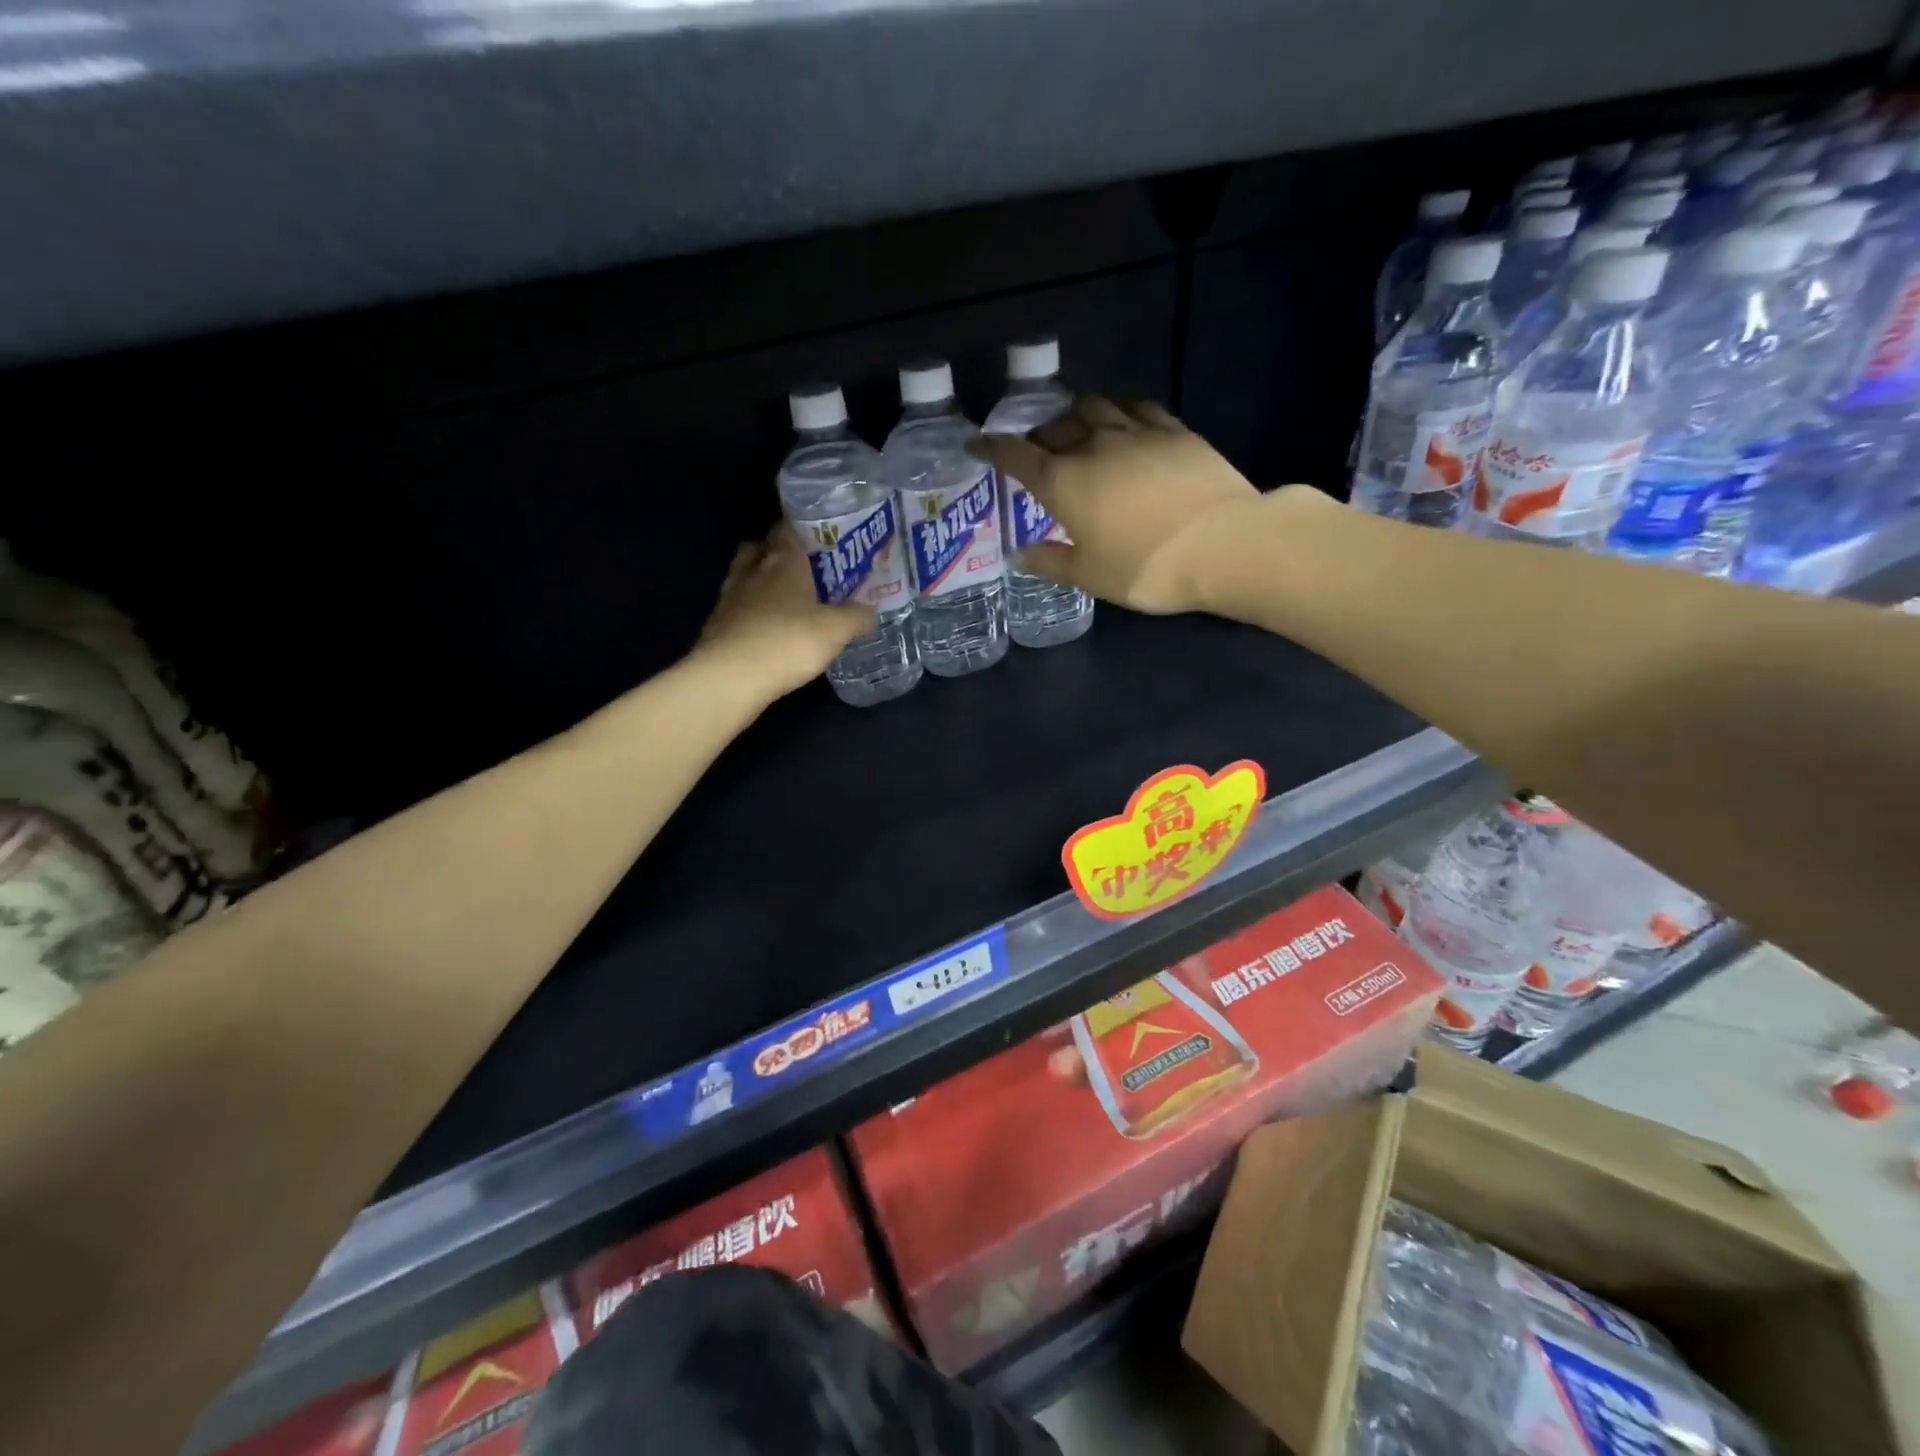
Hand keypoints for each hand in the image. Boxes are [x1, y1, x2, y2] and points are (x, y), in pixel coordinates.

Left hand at [695, 529, 876, 697]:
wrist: (731, 676)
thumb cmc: (788, 641)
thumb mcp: (836, 631)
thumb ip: (856, 617)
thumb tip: (870, 611)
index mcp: (783, 560)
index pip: (789, 527)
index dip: (804, 529)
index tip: (822, 540)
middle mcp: (753, 569)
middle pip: (761, 546)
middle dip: (778, 552)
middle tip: (802, 569)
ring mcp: (729, 595)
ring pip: (744, 574)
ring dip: (760, 579)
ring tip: (782, 598)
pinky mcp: (716, 622)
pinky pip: (735, 605)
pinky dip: (749, 610)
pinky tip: (765, 627)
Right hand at [968, 396, 1279, 614]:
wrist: (1222, 545)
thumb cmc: (1145, 568)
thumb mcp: (1089, 576)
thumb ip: (1050, 562)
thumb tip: (1017, 554)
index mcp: (1064, 482)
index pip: (1016, 455)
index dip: (992, 448)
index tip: (976, 443)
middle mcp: (1094, 446)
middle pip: (1056, 426)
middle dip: (1040, 435)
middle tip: (1039, 451)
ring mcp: (1137, 433)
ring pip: (1096, 406)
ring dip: (1078, 414)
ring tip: (1079, 429)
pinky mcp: (1175, 430)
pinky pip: (1139, 408)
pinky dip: (1122, 411)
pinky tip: (1125, 422)